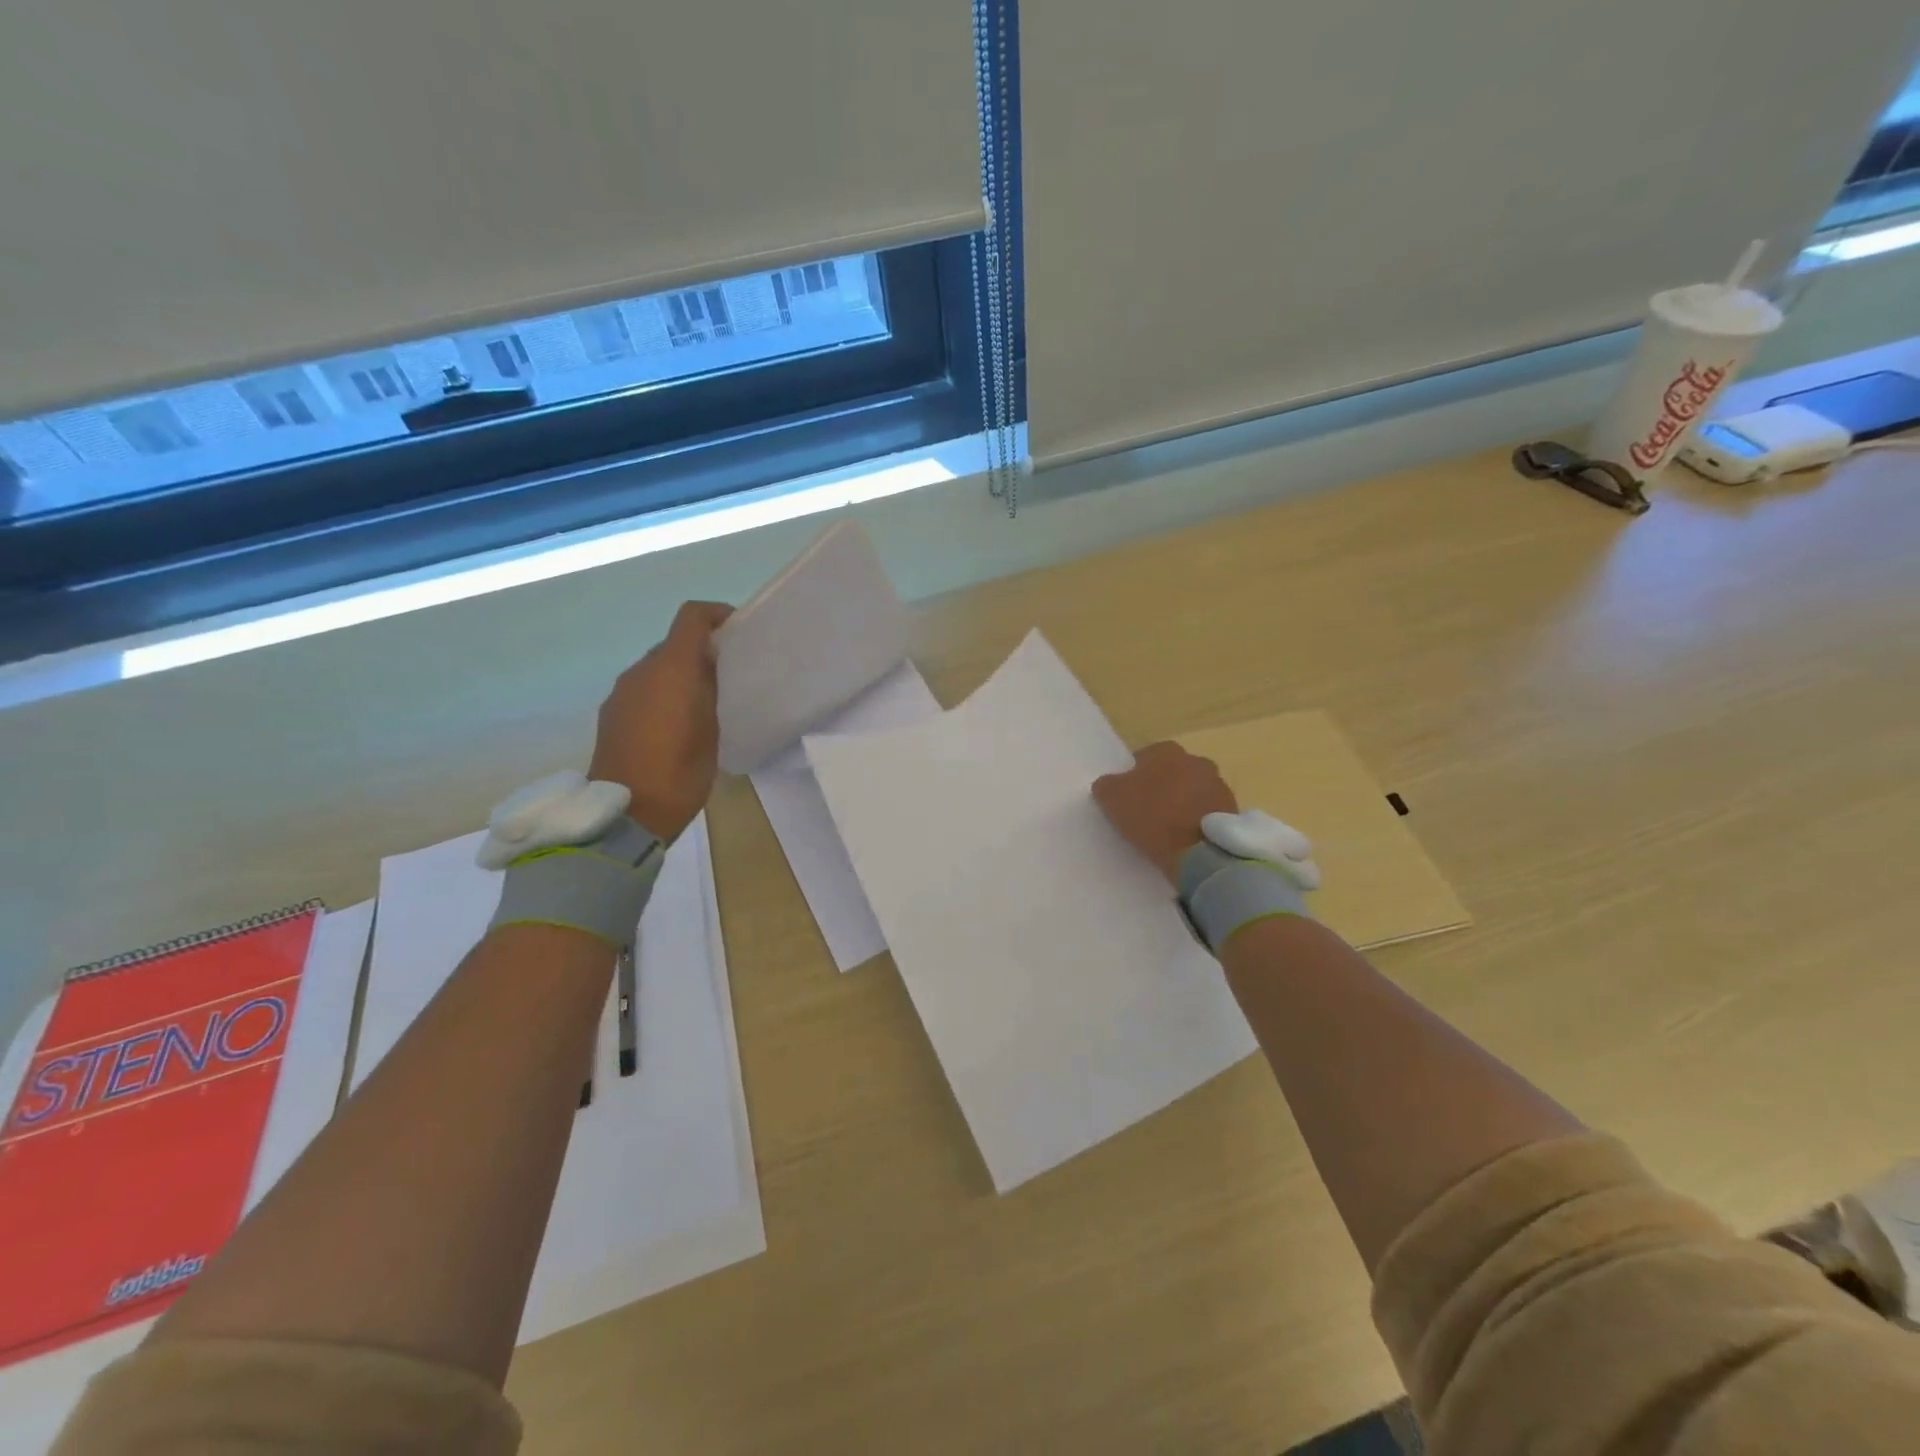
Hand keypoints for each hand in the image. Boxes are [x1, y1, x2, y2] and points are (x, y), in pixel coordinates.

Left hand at [589, 601, 731, 841]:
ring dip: (679, 676)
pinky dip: (661, 695)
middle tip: (726, 677)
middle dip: (700, 652)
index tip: (737, 631)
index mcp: (670, 668)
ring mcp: (621, 692)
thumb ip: (709, 686)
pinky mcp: (611, 714)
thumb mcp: (711, 727)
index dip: (716, 615)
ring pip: (656, 668)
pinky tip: (674, 725)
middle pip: (673, 644)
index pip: (691, 617)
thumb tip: (708, 662)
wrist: (628, 813)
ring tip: (702, 705)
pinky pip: (642, 690)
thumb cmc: (680, 771)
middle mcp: (640, 671)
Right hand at [1092, 742, 1237, 884]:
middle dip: (1161, 787)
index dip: (1133, 777)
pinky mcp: (1232, 810)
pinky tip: (1186, 838)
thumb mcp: (1111, 798)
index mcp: (1167, 751)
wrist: (1199, 853)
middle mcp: (1197, 760)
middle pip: (1171, 772)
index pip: (1143, 757)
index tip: (1127, 798)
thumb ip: (1106, 784)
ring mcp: (1219, 784)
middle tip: (1146, 812)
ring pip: (1191, 790)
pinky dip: (1197, 819)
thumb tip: (1109, 784)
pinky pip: (1207, 811)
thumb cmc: (1152, 817)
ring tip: (1168, 828)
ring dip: (1181, 803)